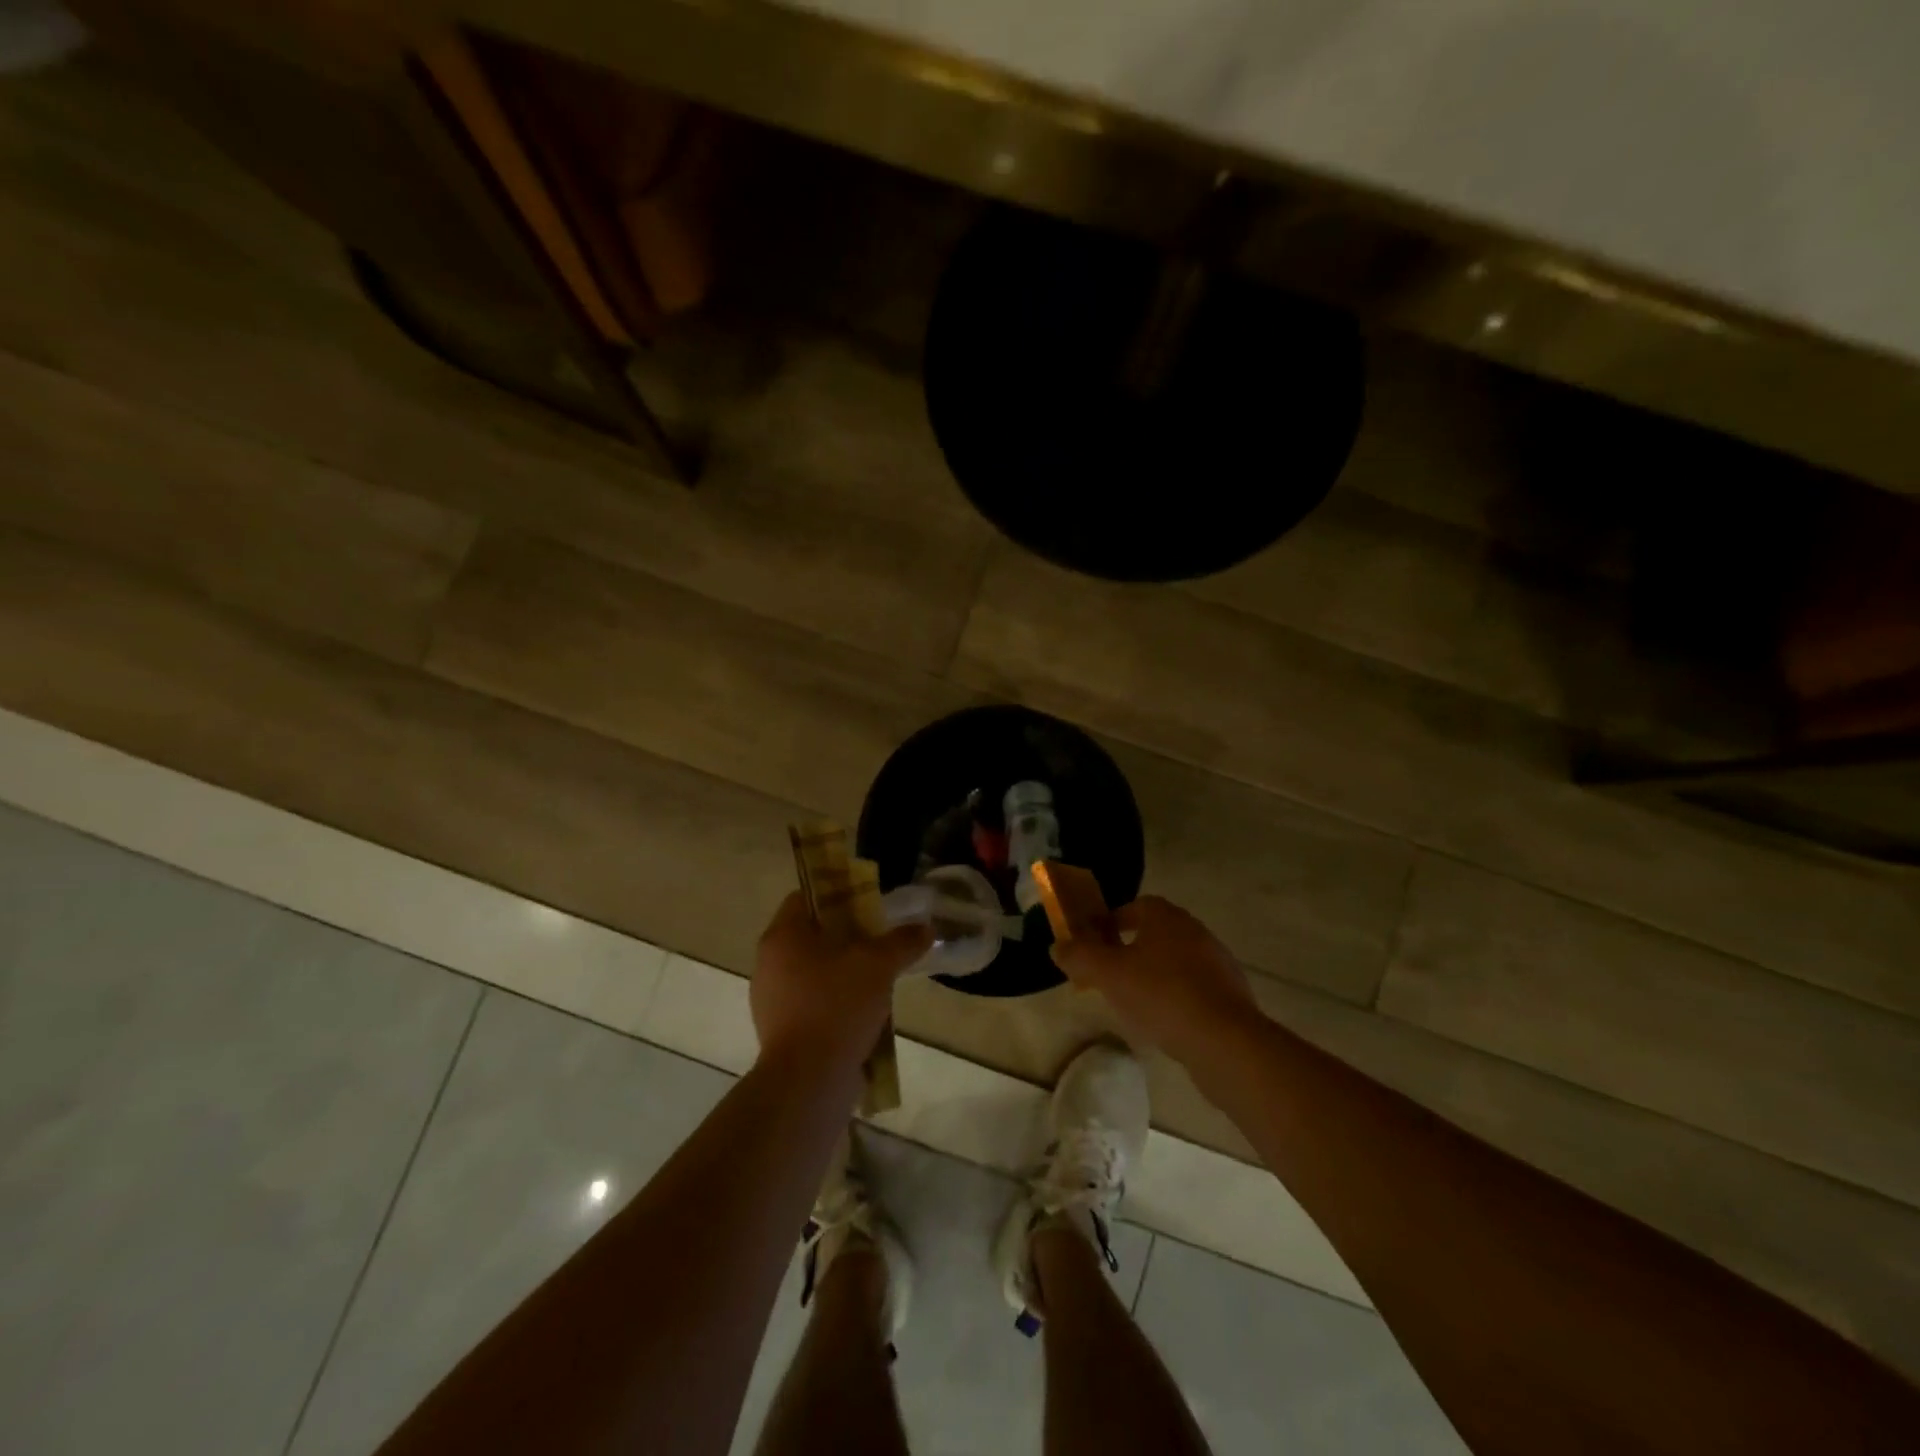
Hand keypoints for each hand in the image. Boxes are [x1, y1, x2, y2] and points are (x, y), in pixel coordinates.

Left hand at [750, 892, 932, 1073]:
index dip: (837, 894)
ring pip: (813, 971)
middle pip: (811, 935)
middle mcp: (769, 963)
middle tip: (880, 939)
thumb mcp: (879, 965)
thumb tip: (926, 929)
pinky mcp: (782, 1031)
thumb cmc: (837, 1005)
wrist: (809, 1080)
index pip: (804, 897)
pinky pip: (813, 1003)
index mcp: (782, 936)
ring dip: (844, 971)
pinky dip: (836, 1002)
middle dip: (846, 936)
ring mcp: (772, 1000)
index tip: (868, 903)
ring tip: (879, 977)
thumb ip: (902, 941)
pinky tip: (865, 1012)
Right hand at [1051, 895, 1260, 1066]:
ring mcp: (1217, 963)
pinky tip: (1164, 1023)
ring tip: (1133, 1003)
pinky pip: (1194, 988)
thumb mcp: (1108, 974)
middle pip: (1156, 933)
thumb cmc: (1161, 995)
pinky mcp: (1231, 995)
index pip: (1137, 906)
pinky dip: (1175, 998)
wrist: (1225, 1041)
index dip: (1112, 921)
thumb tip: (1057, 946)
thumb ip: (1079, 956)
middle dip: (1131, 950)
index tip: (1096, 943)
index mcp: (1167, 917)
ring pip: (1175, 962)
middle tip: (1109, 974)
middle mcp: (1195, 931)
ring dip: (1153, 975)